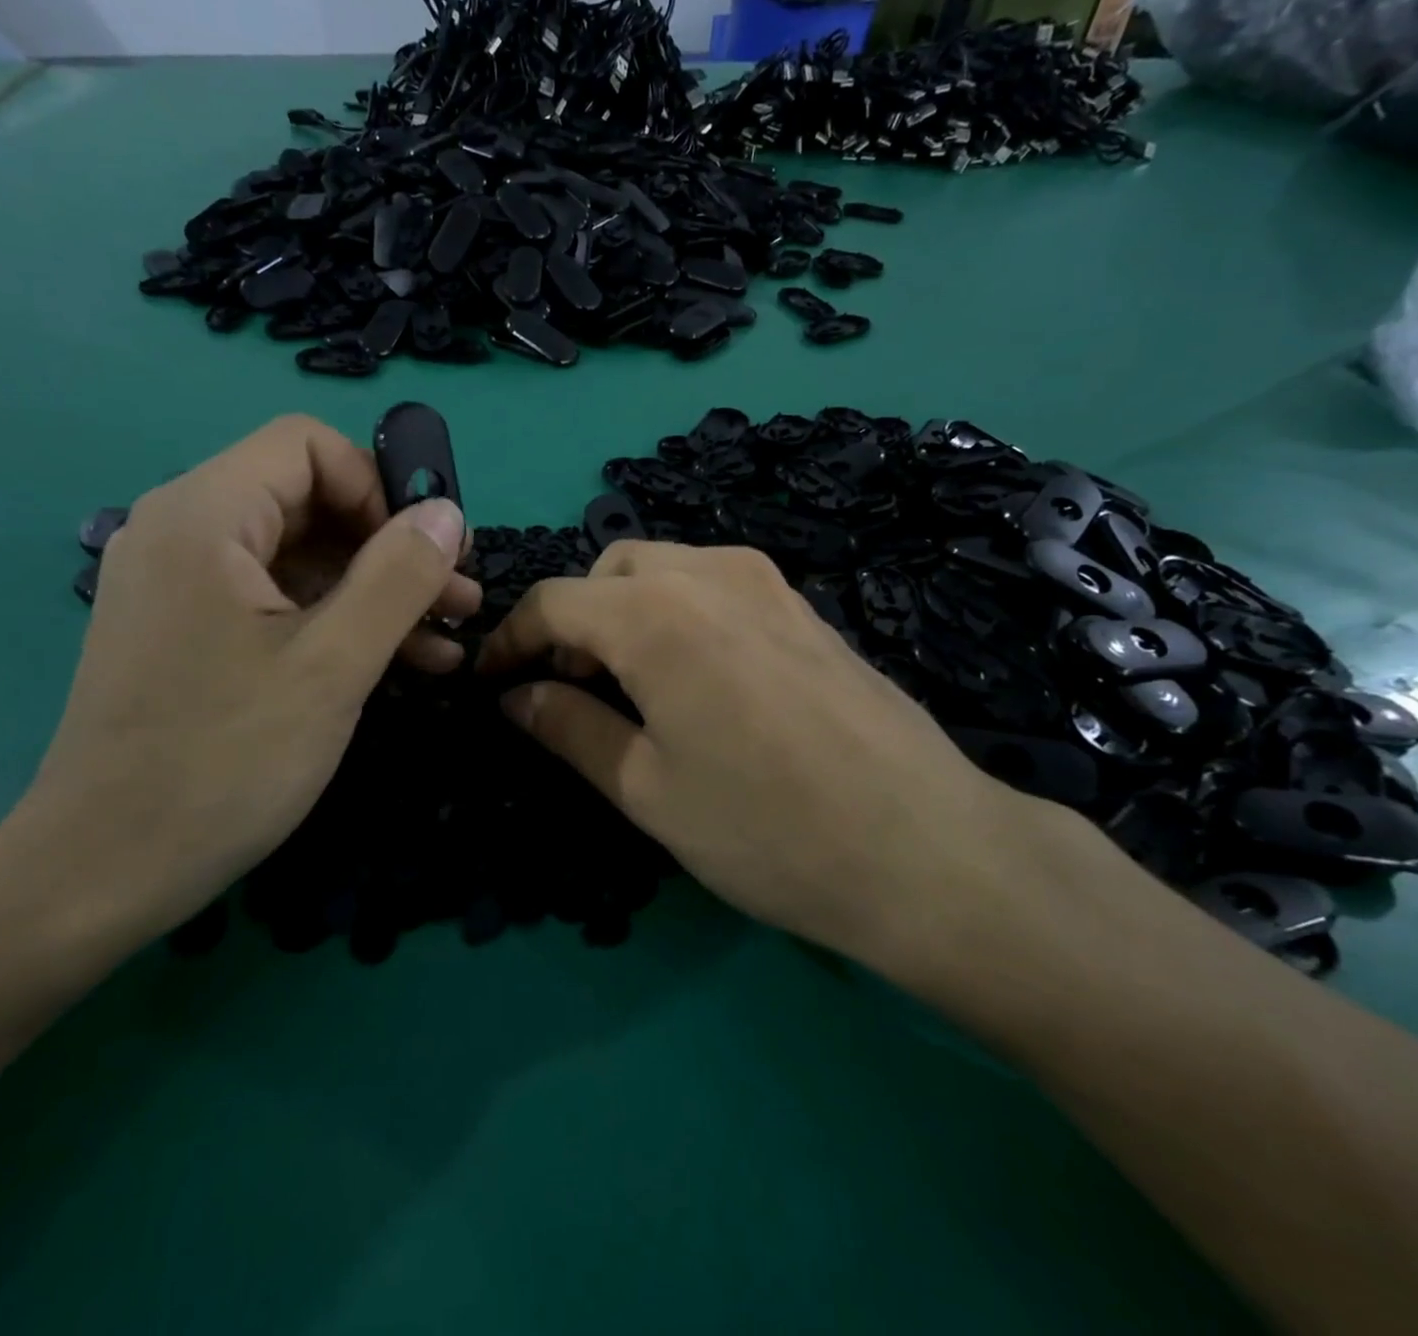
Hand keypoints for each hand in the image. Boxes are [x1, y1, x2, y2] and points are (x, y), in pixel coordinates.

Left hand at [0, 415, 476, 952]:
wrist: (103, 873)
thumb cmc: (222, 762)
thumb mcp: (332, 665)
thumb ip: (398, 578)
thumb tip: (446, 512)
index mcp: (204, 516)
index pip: (308, 446)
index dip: (379, 488)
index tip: (426, 555)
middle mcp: (185, 533)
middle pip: (310, 501)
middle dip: (392, 547)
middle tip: (458, 600)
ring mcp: (184, 586)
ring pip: (302, 557)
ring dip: (378, 592)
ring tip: (447, 640)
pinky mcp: (192, 633)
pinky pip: (278, 602)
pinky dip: (339, 622)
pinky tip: (403, 664)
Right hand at [477, 542, 1080, 987]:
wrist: (926, 849)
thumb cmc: (767, 829)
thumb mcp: (646, 789)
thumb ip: (569, 728)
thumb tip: (514, 696)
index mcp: (655, 614)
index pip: (554, 602)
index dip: (511, 640)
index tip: (491, 682)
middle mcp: (709, 573)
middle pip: (608, 569)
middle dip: (573, 620)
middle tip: (570, 688)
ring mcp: (767, 582)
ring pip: (664, 568)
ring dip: (624, 610)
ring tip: (630, 684)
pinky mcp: (804, 605)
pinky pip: (715, 584)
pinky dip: (677, 611)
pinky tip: (695, 677)